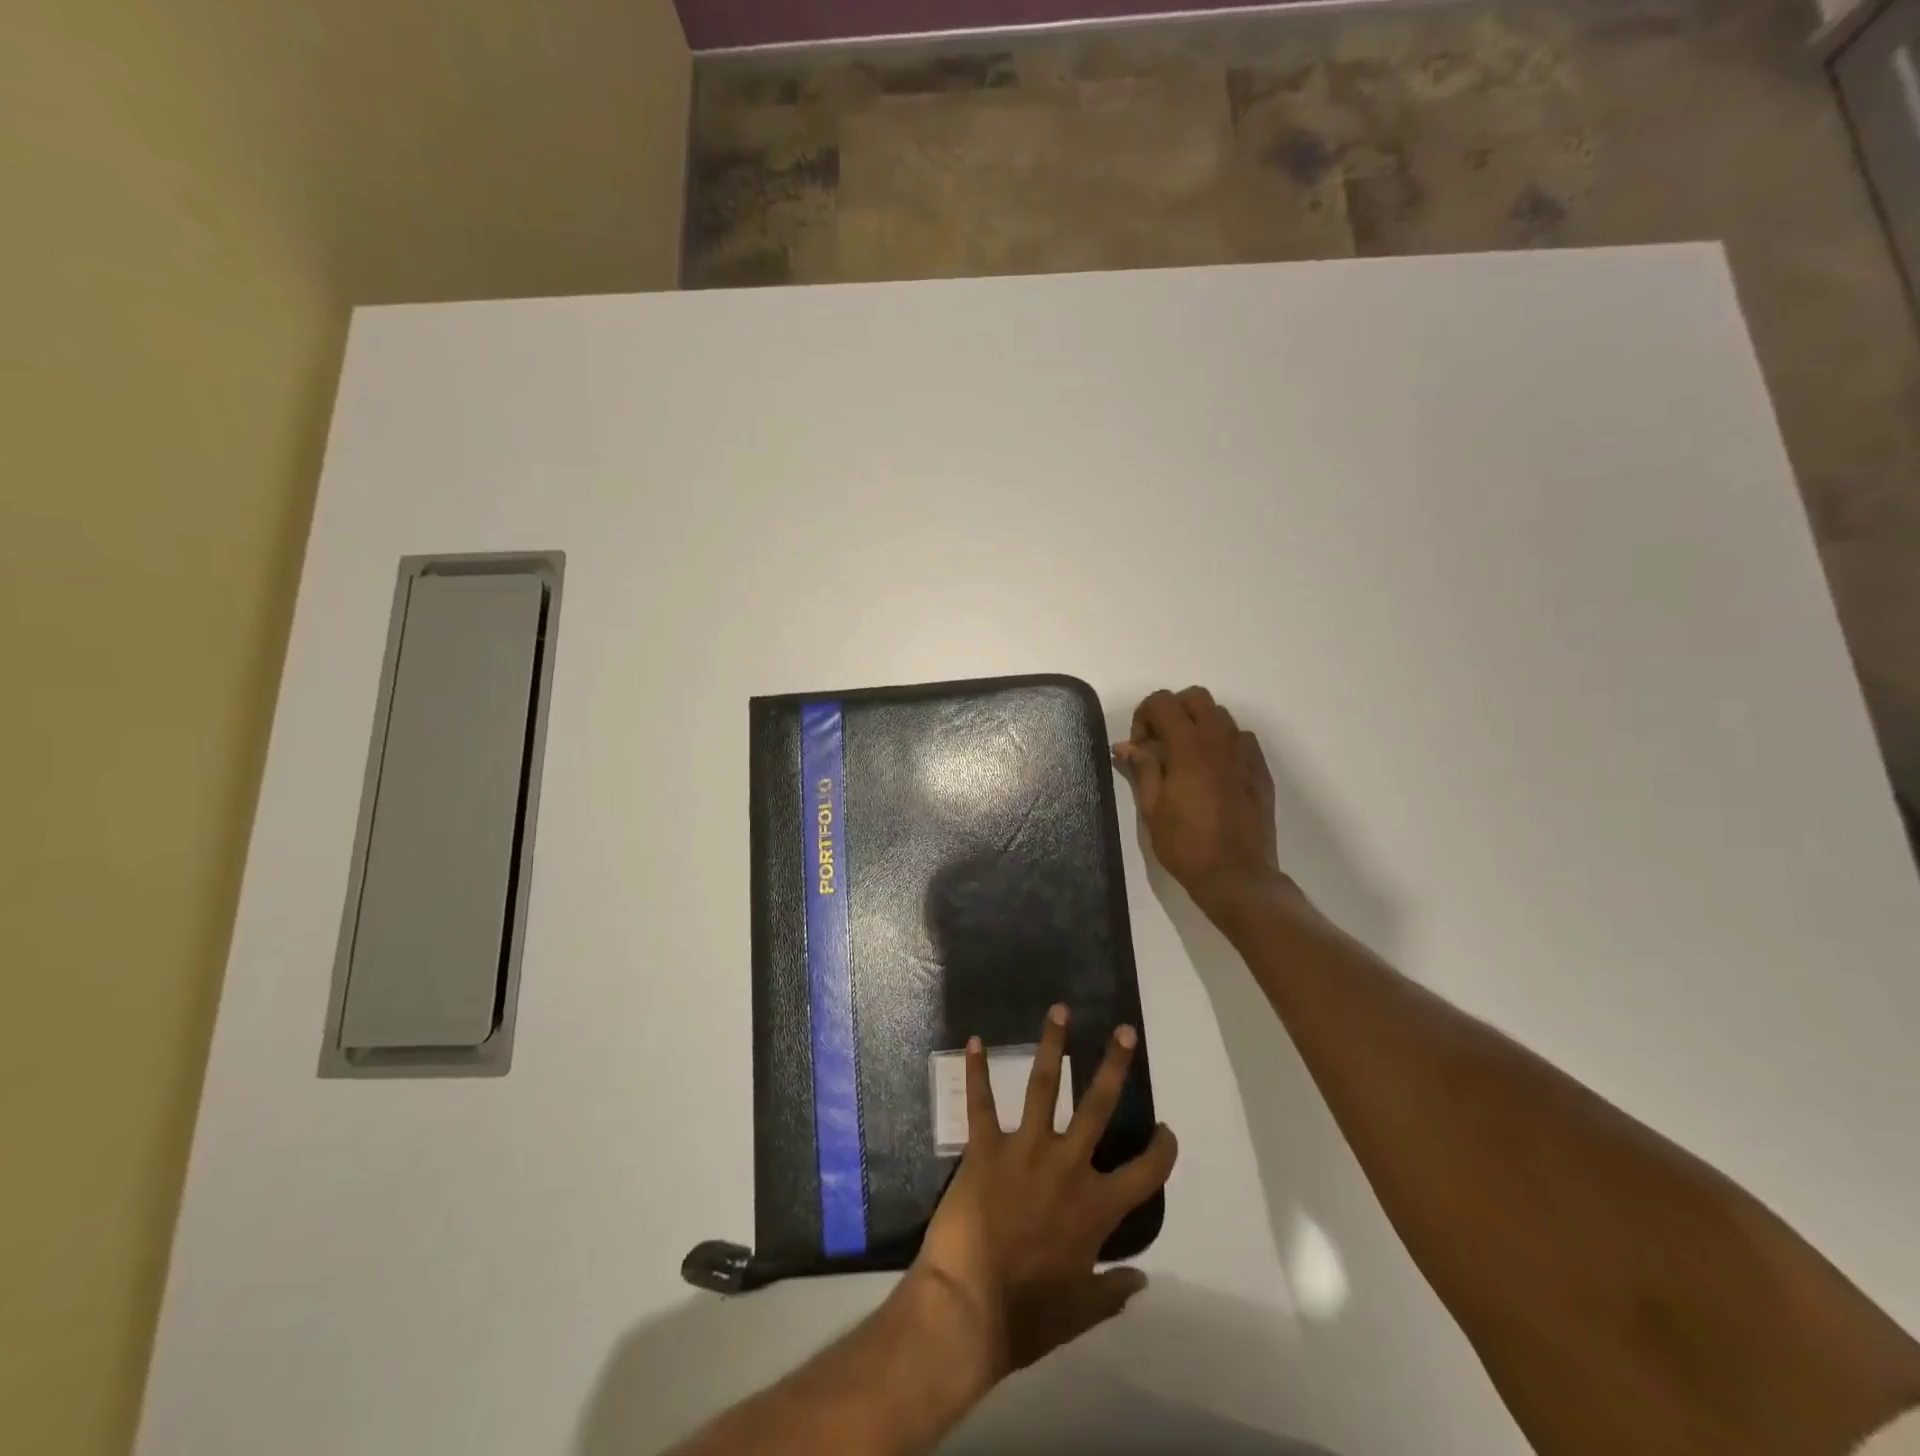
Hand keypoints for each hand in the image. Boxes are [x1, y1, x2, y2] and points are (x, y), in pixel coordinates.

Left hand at [913, 1005, 1177, 1378]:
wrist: (967, 1308)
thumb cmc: (1027, 1316)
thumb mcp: (1080, 1313)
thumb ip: (1113, 1292)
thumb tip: (1143, 1281)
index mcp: (1096, 1207)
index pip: (1145, 1173)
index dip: (1162, 1151)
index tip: (1166, 1131)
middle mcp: (1068, 1166)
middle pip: (1099, 1106)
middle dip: (1115, 1066)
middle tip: (1125, 1032)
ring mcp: (1025, 1149)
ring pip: (1043, 1086)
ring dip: (1052, 1045)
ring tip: (1060, 1009)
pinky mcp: (985, 1147)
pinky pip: (980, 1103)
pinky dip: (976, 1071)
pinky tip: (974, 1040)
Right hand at [1114, 686, 1289, 918]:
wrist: (1237, 875)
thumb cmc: (1186, 844)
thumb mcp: (1151, 807)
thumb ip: (1142, 768)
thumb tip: (1127, 746)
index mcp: (1189, 745)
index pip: (1162, 702)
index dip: (1143, 717)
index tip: (1138, 749)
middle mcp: (1220, 739)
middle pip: (1195, 697)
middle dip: (1172, 712)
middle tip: (1159, 745)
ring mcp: (1245, 753)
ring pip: (1220, 715)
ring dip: (1197, 725)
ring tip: (1185, 759)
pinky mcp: (1260, 770)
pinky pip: (1240, 738)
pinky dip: (1221, 743)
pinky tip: (1212, 773)